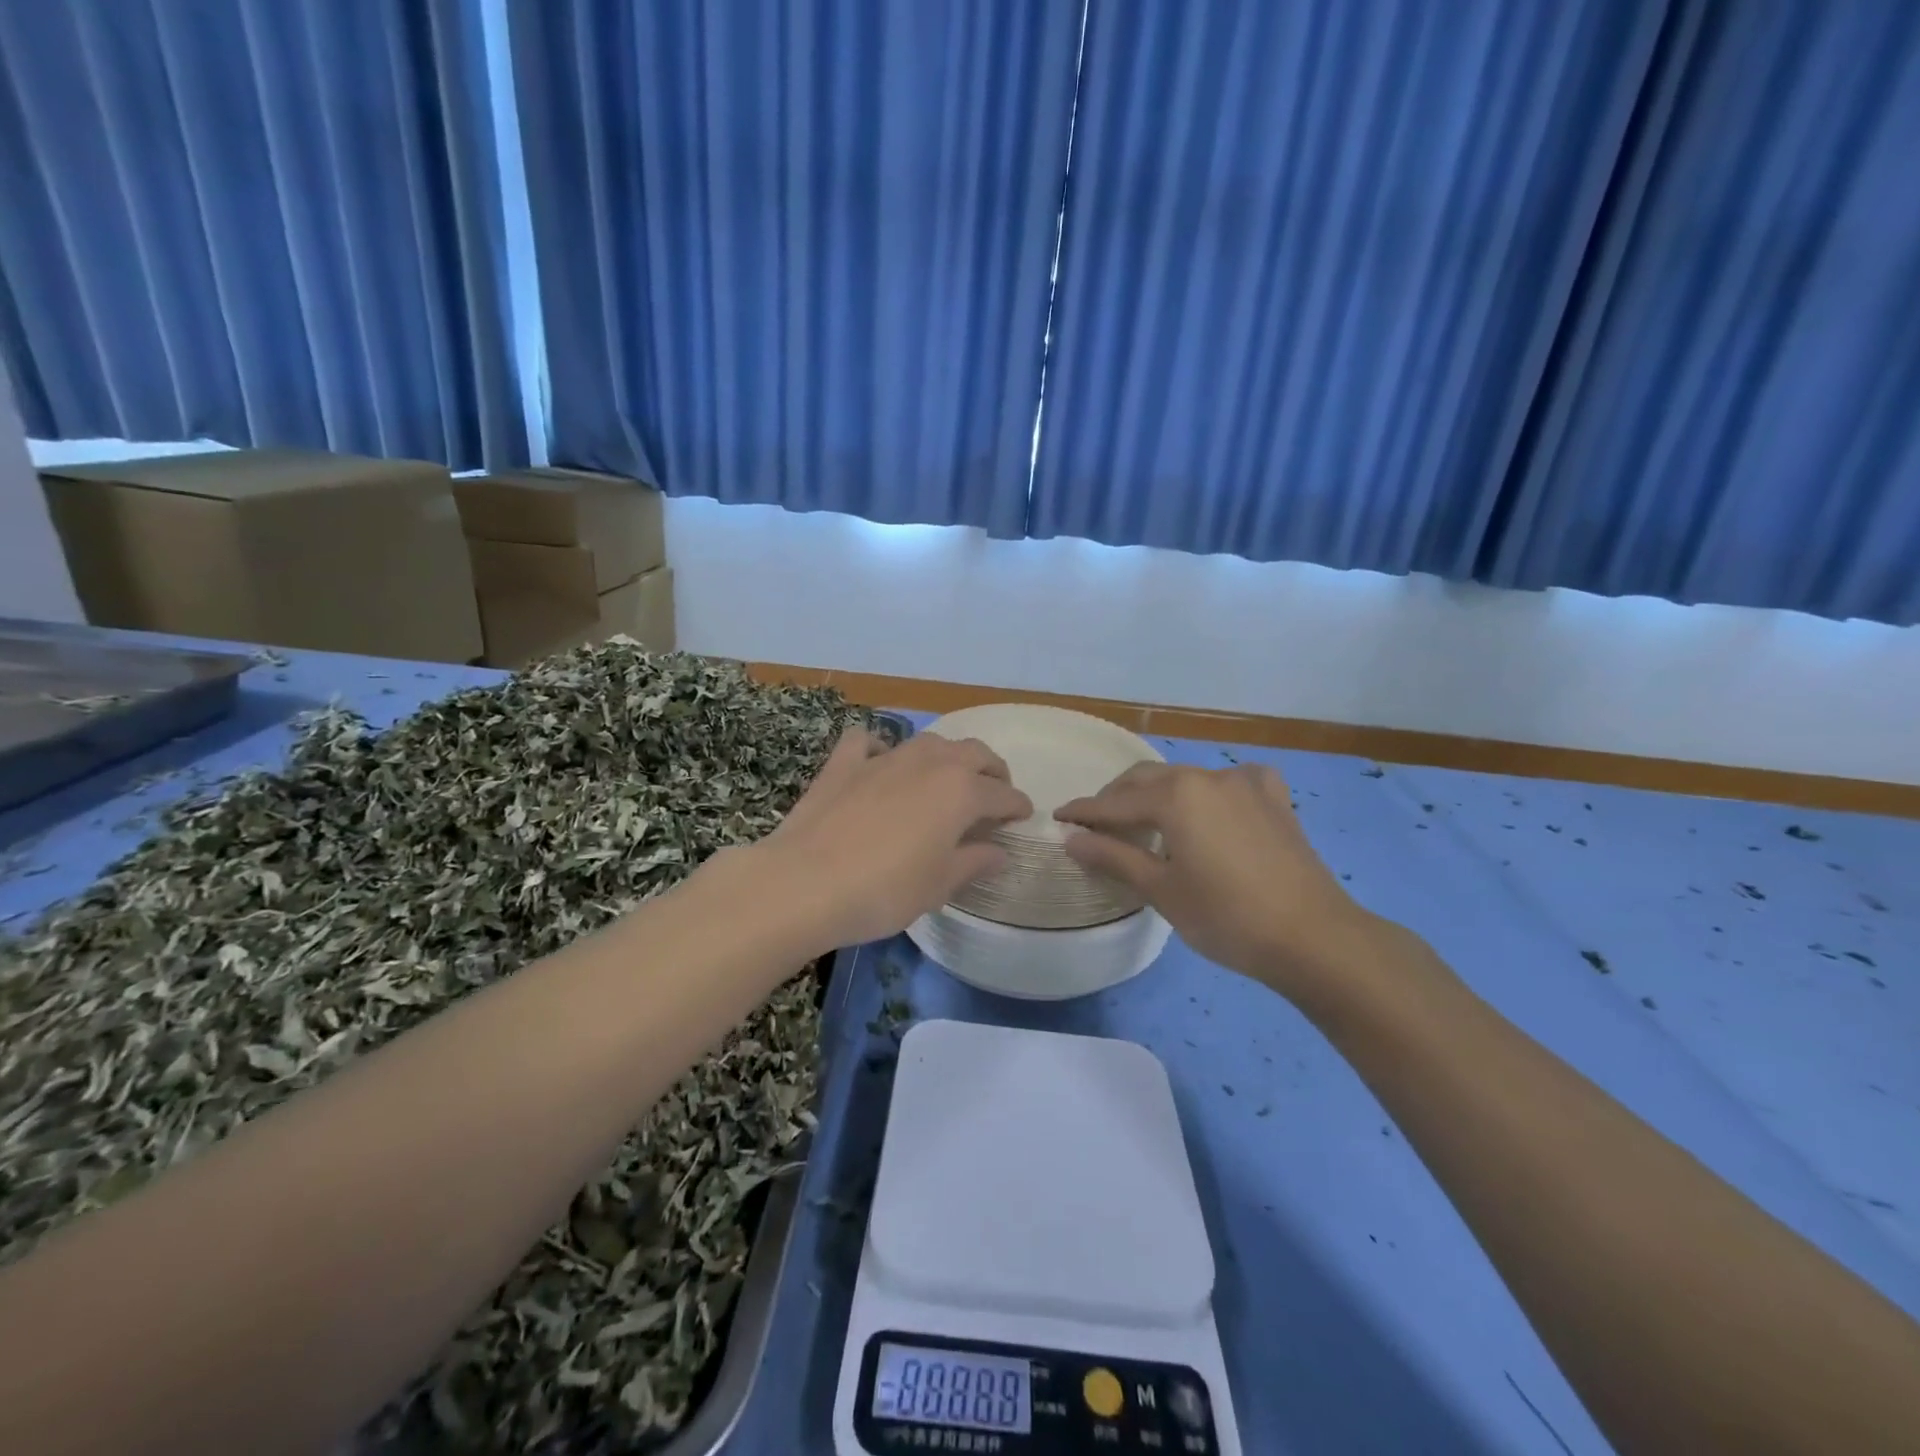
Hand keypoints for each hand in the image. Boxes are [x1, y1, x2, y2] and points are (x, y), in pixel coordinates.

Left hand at [748, 727, 1032, 953]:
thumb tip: (1000, 851)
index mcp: (961, 792)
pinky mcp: (844, 763)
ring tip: (948, 777)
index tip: (1023, 816)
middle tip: (994, 792)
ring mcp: (884, 757)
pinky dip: (880, 748)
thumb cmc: (884, 891)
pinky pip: (868, 741)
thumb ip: (975, 862)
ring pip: (929, 741)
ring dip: (947, 756)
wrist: (804, 883)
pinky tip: (879, 763)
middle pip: (974, 753)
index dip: (1017, 806)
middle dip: (992, 770)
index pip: (1003, 794)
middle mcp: (929, 763)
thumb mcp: (939, 885)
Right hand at [1055, 761, 1379, 995]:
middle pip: (1148, 780)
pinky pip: (1227, 783)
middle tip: (1096, 824)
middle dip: (1117, 798)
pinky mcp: (1273, 798)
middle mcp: (1208, 776)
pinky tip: (1208, 810)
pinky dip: (1205, 793)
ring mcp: (1245, 783)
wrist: (1315, 938)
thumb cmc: (1228, 918)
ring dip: (1158, 795)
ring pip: (1186, 779)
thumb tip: (1072, 839)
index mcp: (1177, 795)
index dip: (1085, 812)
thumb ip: (1114, 857)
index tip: (1059, 818)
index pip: (1116, 803)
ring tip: (1145, 822)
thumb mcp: (1162, 891)